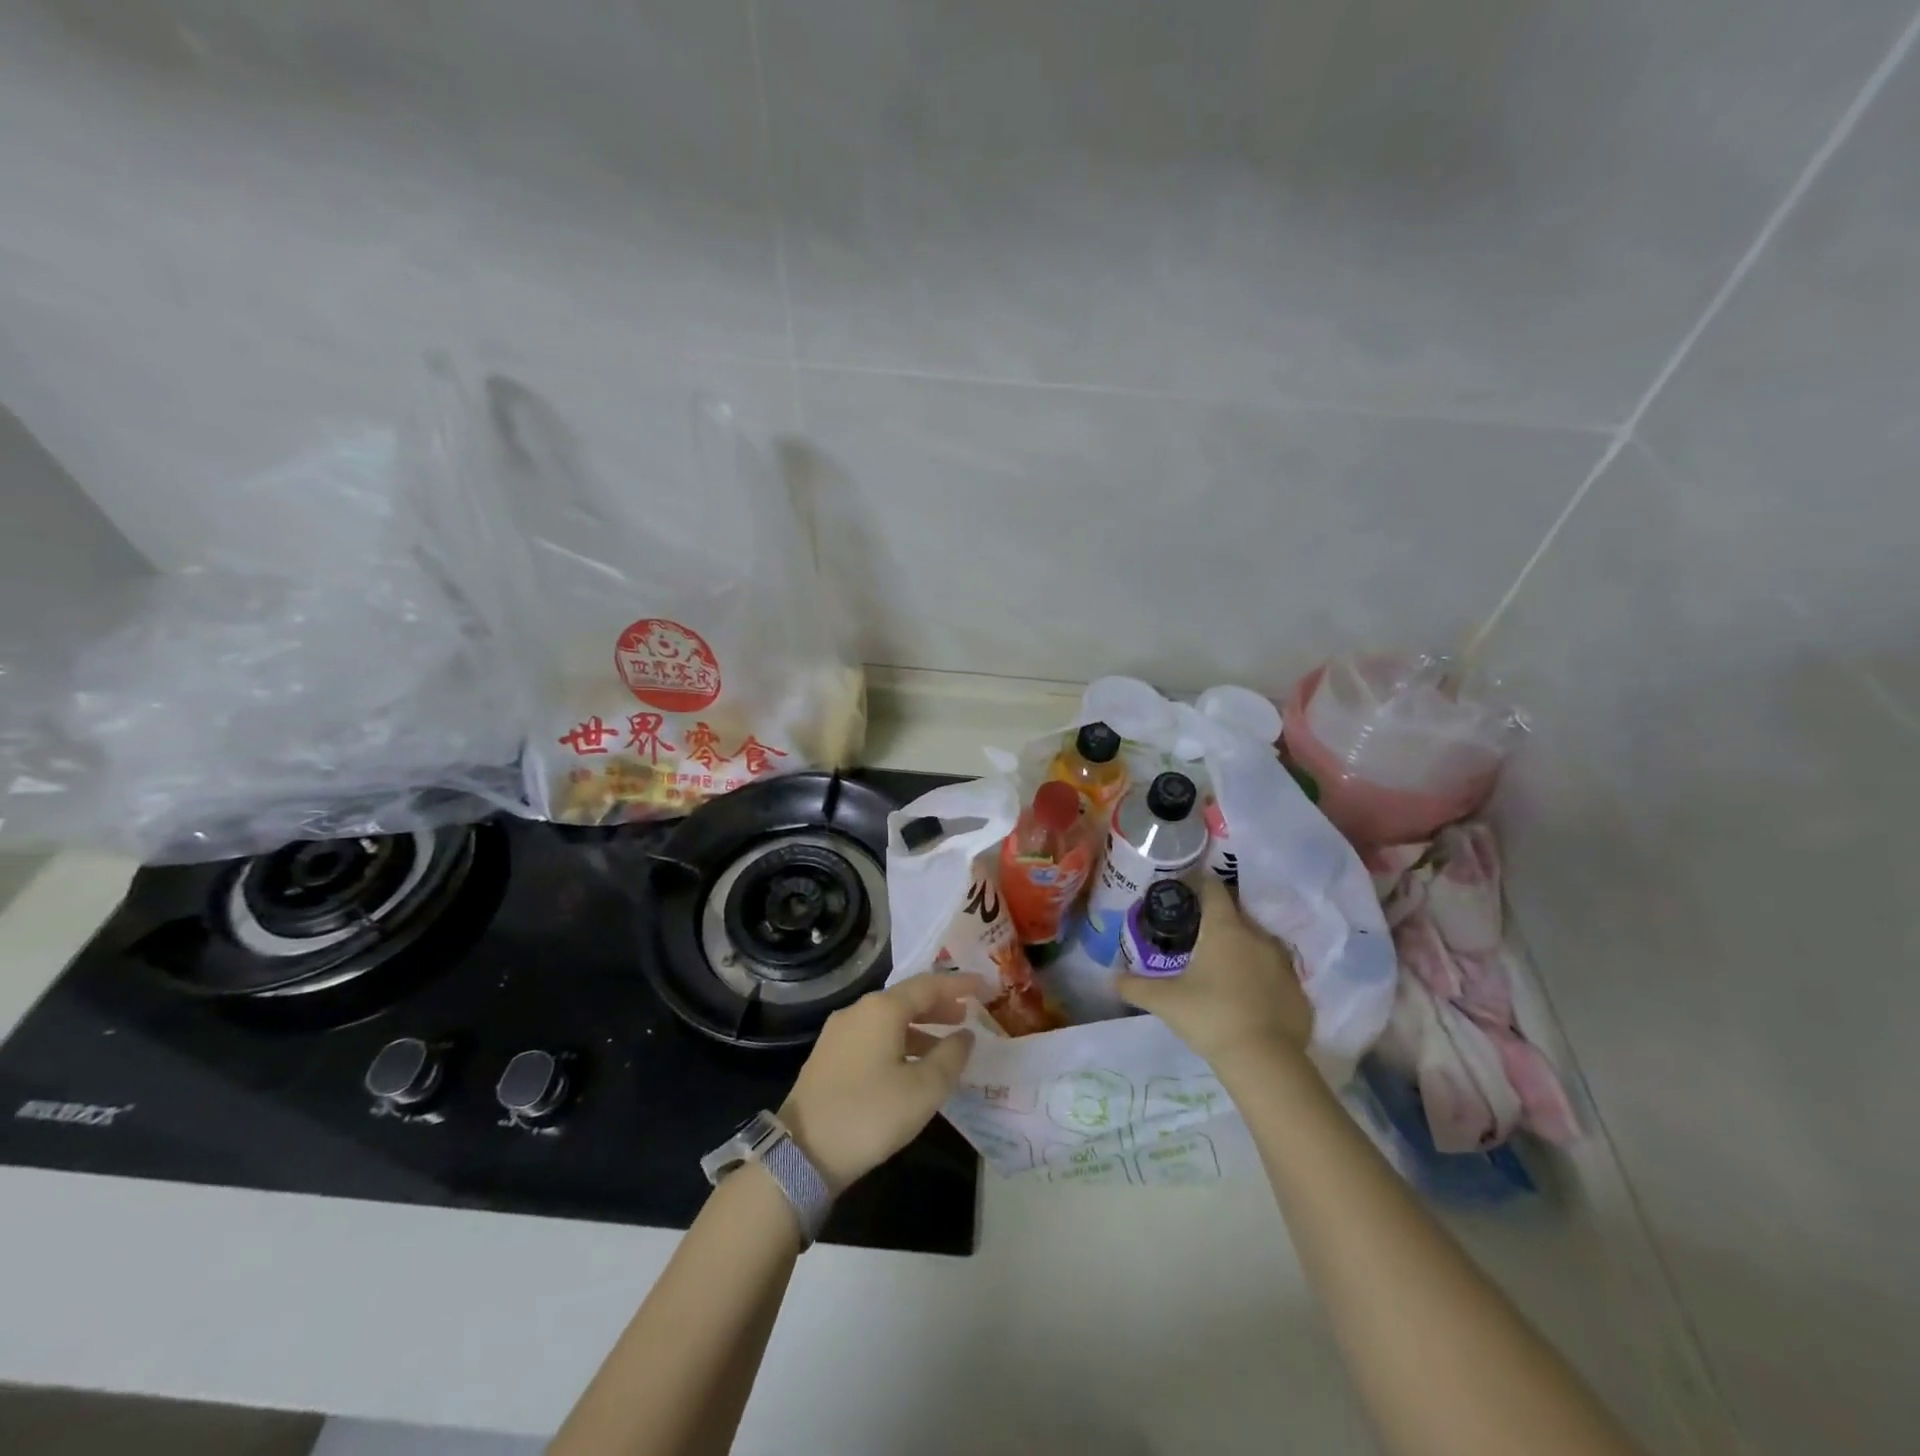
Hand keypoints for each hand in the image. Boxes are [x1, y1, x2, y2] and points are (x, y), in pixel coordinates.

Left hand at [779, 972, 985, 1195]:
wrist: (802, 1153)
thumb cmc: (870, 1114)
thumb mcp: (923, 1090)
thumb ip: (950, 1057)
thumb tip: (965, 1036)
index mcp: (882, 1009)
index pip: (928, 985)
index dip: (958, 985)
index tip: (984, 986)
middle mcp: (858, 1011)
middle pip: (906, 998)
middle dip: (938, 1005)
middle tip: (966, 1015)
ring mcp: (839, 1032)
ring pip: (888, 1019)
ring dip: (919, 1026)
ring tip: (944, 1044)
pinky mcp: (828, 1056)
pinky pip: (873, 1036)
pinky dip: (898, 1040)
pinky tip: (910, 1065)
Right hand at [1118, 877, 1312, 1074]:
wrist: (1265, 1062)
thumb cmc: (1210, 1017)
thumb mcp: (1165, 1001)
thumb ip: (1135, 986)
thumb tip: (1111, 979)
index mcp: (1225, 929)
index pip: (1214, 889)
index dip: (1199, 885)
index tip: (1184, 892)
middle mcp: (1257, 936)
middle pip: (1237, 914)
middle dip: (1218, 919)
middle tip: (1196, 935)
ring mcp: (1283, 964)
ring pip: (1259, 943)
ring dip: (1242, 948)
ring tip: (1222, 967)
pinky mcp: (1299, 991)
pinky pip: (1275, 974)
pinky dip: (1261, 978)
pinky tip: (1247, 998)